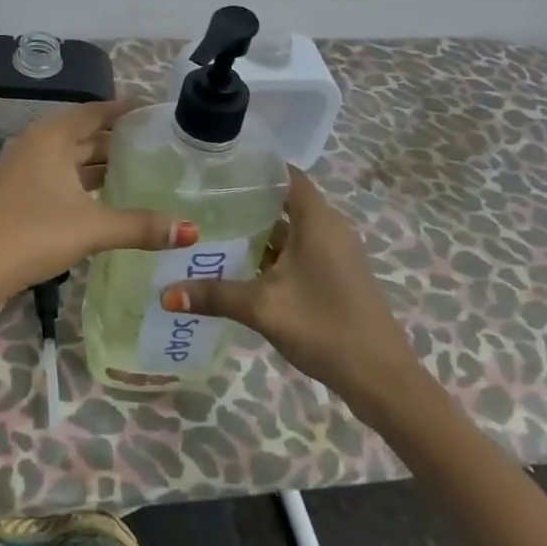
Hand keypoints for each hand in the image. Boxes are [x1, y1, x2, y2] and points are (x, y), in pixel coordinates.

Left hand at [0, 101, 197, 318]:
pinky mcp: (17, 197)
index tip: (156, 113)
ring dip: (100, 166)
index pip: (94, 111)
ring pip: (70, 160)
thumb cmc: (31, 234)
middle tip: (160, 148)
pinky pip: (59, 180)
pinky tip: (107, 203)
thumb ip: (140, 226)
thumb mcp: (91, 227)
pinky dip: (84, 186)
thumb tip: (190, 230)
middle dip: (117, 141)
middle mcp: (35, 145)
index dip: (124, 110)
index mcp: (50, 137)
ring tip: (142, 175)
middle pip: (83, 135)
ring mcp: (23, 172)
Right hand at [160, 166, 419, 419]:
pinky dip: (273, 250)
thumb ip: (213, 295)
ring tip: (213, 227)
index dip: (254, 166)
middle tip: (203, 198)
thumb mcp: (262, 308)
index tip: (217, 165)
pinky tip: (242, 264)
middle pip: (285, 199)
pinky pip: (300, 249)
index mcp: (318, 220)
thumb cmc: (324, 327)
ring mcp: (336, 253)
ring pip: (291, 228)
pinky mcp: (337, 275)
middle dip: (247, 199)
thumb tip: (164, 294)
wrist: (382, 379)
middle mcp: (330, 228)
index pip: (285, 173)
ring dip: (258, 229)